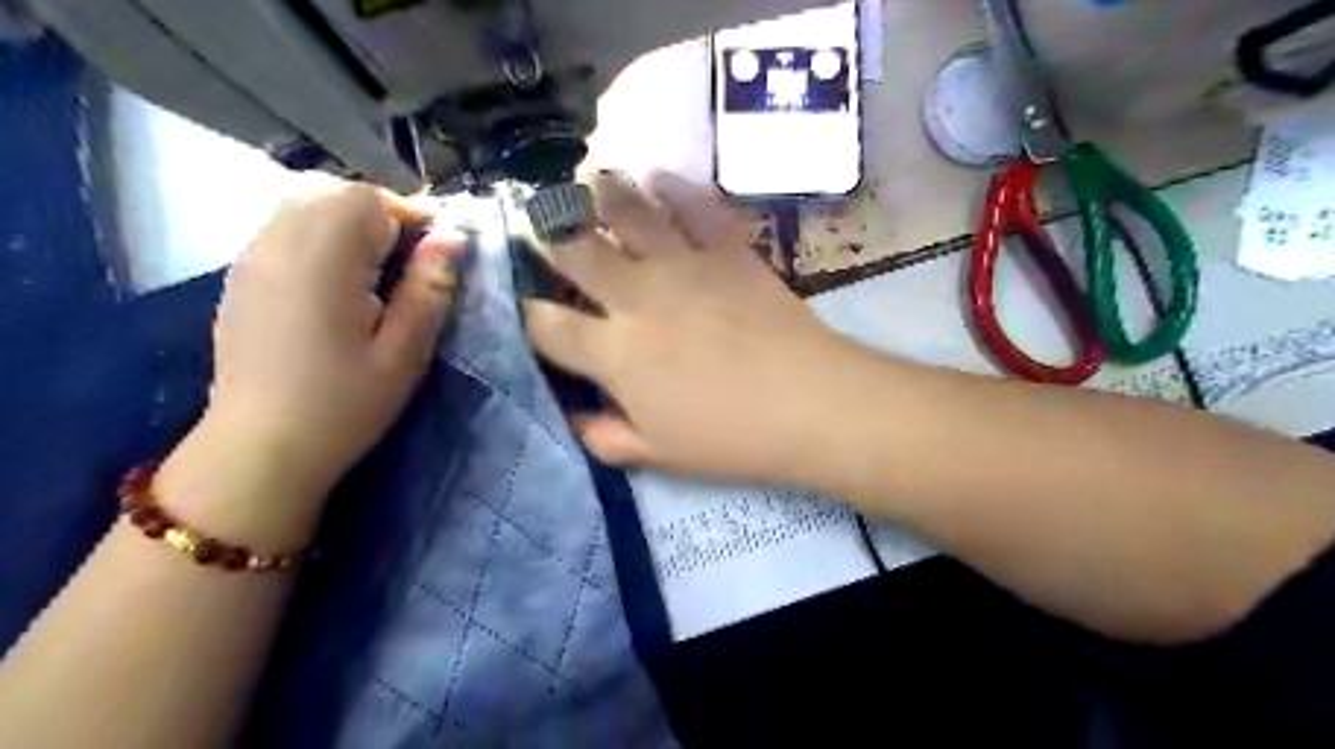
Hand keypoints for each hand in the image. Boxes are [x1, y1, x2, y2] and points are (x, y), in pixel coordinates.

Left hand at [188, 183, 459, 505]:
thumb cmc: (343, 404)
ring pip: (304, 205)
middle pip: (333, 193)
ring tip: (377, 271)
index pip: (369, 199)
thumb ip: (429, 289)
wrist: (260, 449)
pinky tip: (336, 283)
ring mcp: (251, 257)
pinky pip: (284, 228)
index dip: (412, 215)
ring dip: (349, 223)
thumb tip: (453, 239)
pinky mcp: (241, 276)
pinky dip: (319, 236)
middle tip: (410, 263)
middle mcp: (278, 243)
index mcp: (322, 260)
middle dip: (381, 216)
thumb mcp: (404, 353)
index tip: (438, 253)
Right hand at [522, 168, 853, 488]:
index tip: (523, 306)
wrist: (810, 403)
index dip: (527, 314)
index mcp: (615, 353)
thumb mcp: (659, 454)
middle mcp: (638, 298)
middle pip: (577, 253)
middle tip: (541, 223)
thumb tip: (573, 418)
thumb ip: (606, 437)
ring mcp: (683, 266)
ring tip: (589, 181)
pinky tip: (660, 177)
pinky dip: (674, 187)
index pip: (548, 326)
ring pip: (629, 213)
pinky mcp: (727, 250)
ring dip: (602, 193)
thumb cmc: (732, 438)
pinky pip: (694, 207)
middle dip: (550, 236)